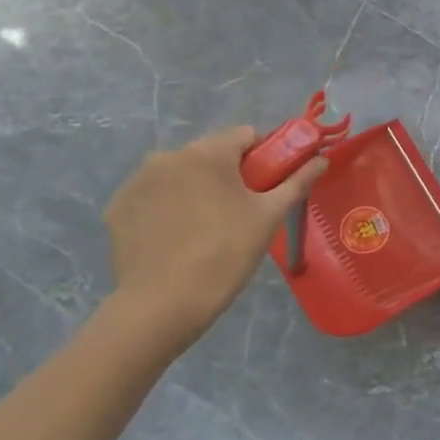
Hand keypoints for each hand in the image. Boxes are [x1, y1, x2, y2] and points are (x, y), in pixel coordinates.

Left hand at [103, 126, 324, 352]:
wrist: (164, 303)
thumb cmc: (227, 252)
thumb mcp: (270, 215)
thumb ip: (297, 181)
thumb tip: (322, 159)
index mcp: (208, 152)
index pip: (246, 136)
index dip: (264, 157)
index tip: (268, 186)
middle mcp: (168, 156)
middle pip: (211, 153)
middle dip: (228, 174)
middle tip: (241, 210)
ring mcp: (137, 181)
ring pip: (180, 174)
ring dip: (196, 188)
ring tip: (206, 226)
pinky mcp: (117, 207)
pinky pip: (153, 195)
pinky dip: (167, 207)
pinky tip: (177, 236)